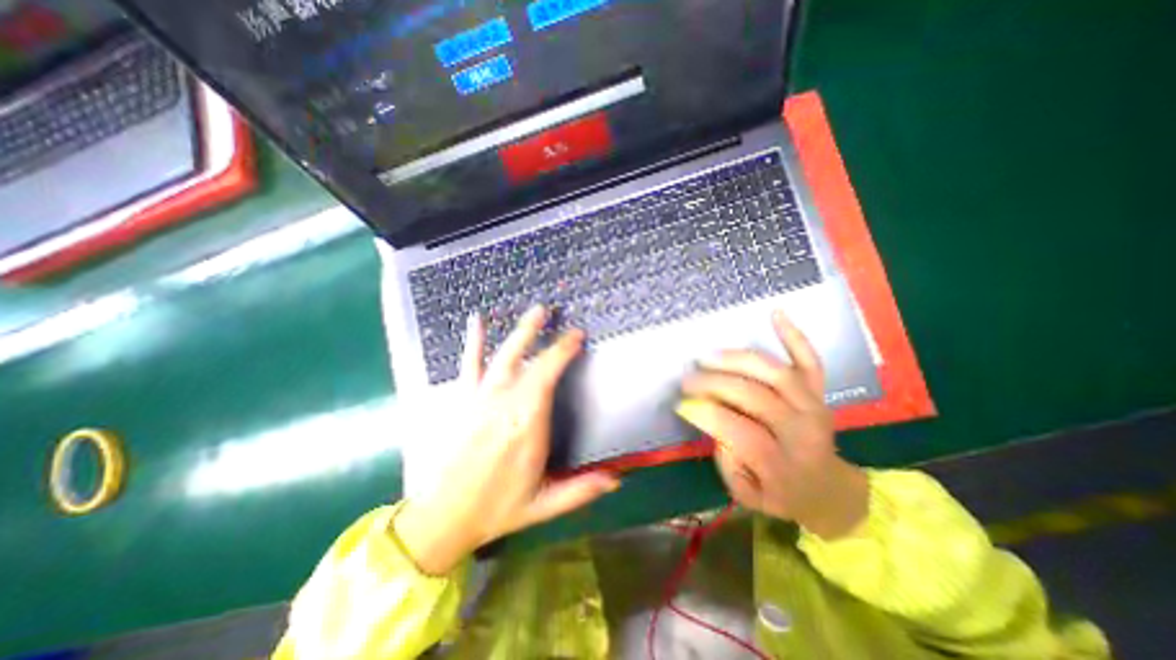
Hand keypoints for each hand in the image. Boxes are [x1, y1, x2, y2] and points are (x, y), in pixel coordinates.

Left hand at [394, 308, 618, 572]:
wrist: (443, 516)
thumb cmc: (497, 509)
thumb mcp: (543, 505)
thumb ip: (580, 490)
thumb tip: (616, 479)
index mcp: (527, 425)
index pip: (548, 377)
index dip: (563, 352)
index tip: (577, 336)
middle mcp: (504, 405)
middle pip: (529, 362)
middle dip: (546, 337)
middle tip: (557, 314)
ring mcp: (481, 400)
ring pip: (503, 357)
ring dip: (520, 332)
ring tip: (535, 311)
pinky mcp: (463, 401)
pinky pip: (469, 365)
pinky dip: (473, 342)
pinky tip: (476, 321)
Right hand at [675, 311, 867, 537]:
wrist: (830, 489)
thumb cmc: (783, 494)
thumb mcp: (748, 497)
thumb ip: (729, 465)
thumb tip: (715, 427)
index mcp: (783, 464)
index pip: (739, 431)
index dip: (705, 414)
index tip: (681, 403)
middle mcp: (802, 430)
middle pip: (754, 397)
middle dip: (712, 384)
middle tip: (686, 380)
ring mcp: (813, 404)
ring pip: (775, 372)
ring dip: (737, 360)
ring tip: (707, 358)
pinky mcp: (819, 390)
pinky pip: (810, 359)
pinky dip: (794, 335)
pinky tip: (777, 313)